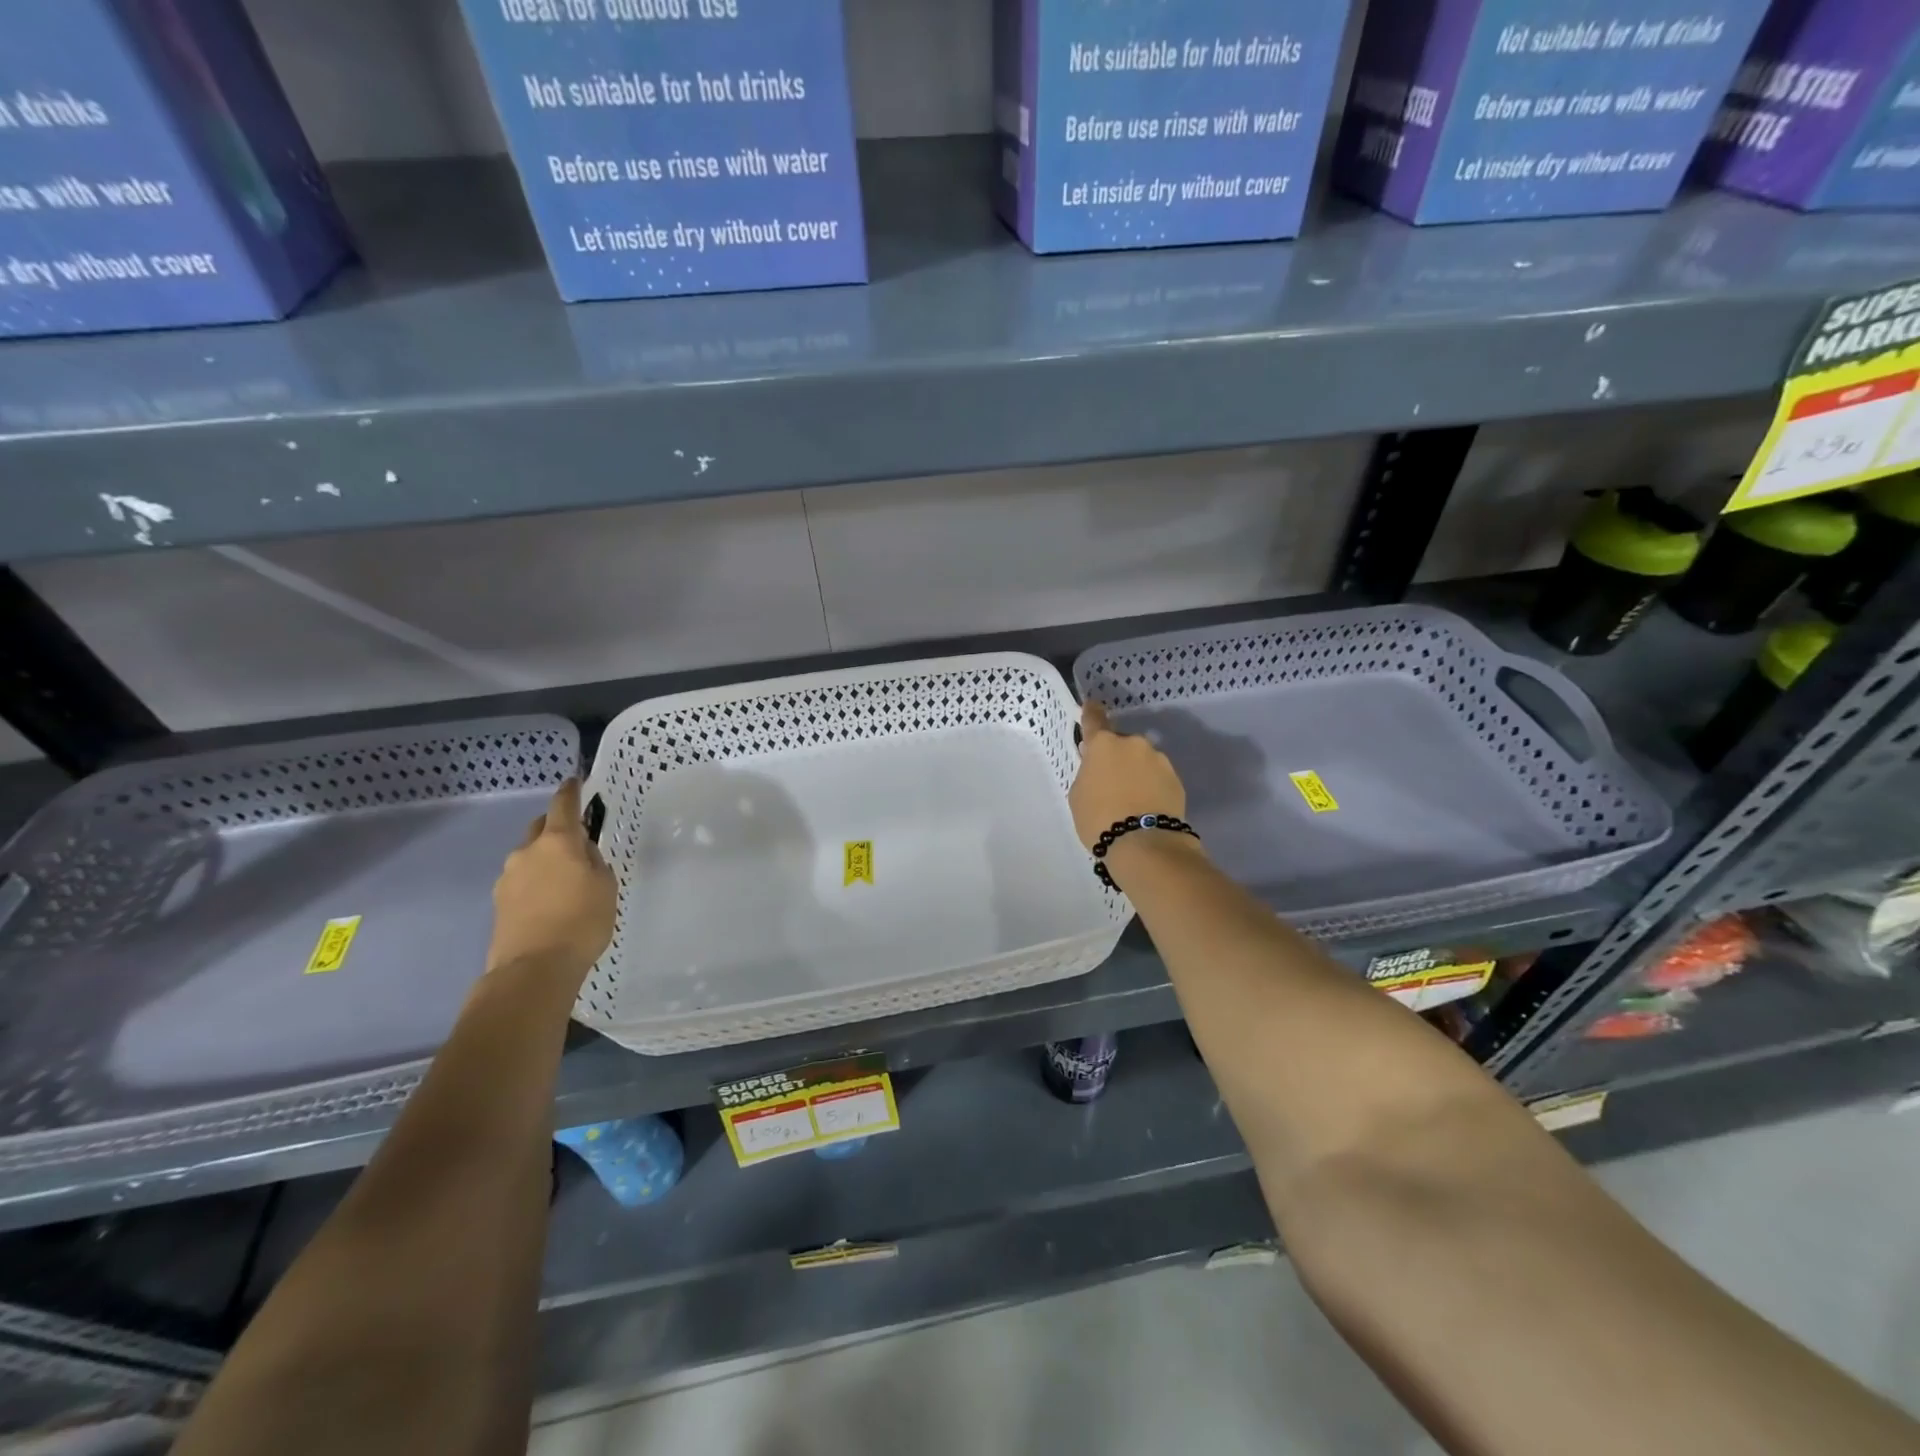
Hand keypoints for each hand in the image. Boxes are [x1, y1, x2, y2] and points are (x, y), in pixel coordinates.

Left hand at [486, 779, 616, 983]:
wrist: (533, 968)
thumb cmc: (581, 921)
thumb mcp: (605, 886)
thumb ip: (593, 862)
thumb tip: (580, 853)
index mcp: (558, 841)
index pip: (563, 805)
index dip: (570, 791)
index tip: (575, 782)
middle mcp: (527, 852)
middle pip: (541, 828)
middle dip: (556, 828)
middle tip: (576, 842)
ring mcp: (508, 877)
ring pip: (530, 857)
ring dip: (545, 859)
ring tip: (565, 881)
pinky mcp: (499, 902)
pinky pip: (522, 881)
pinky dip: (536, 883)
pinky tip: (550, 902)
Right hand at [1070, 702, 1188, 850]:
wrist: (1145, 844)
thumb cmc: (1100, 818)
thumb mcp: (1078, 795)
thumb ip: (1087, 773)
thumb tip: (1098, 768)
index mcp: (1104, 744)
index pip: (1094, 720)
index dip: (1091, 713)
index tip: (1091, 706)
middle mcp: (1133, 744)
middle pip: (1120, 744)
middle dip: (1115, 757)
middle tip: (1109, 782)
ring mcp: (1159, 760)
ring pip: (1142, 761)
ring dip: (1135, 771)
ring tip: (1130, 799)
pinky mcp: (1177, 779)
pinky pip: (1157, 777)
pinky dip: (1151, 786)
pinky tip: (1145, 806)